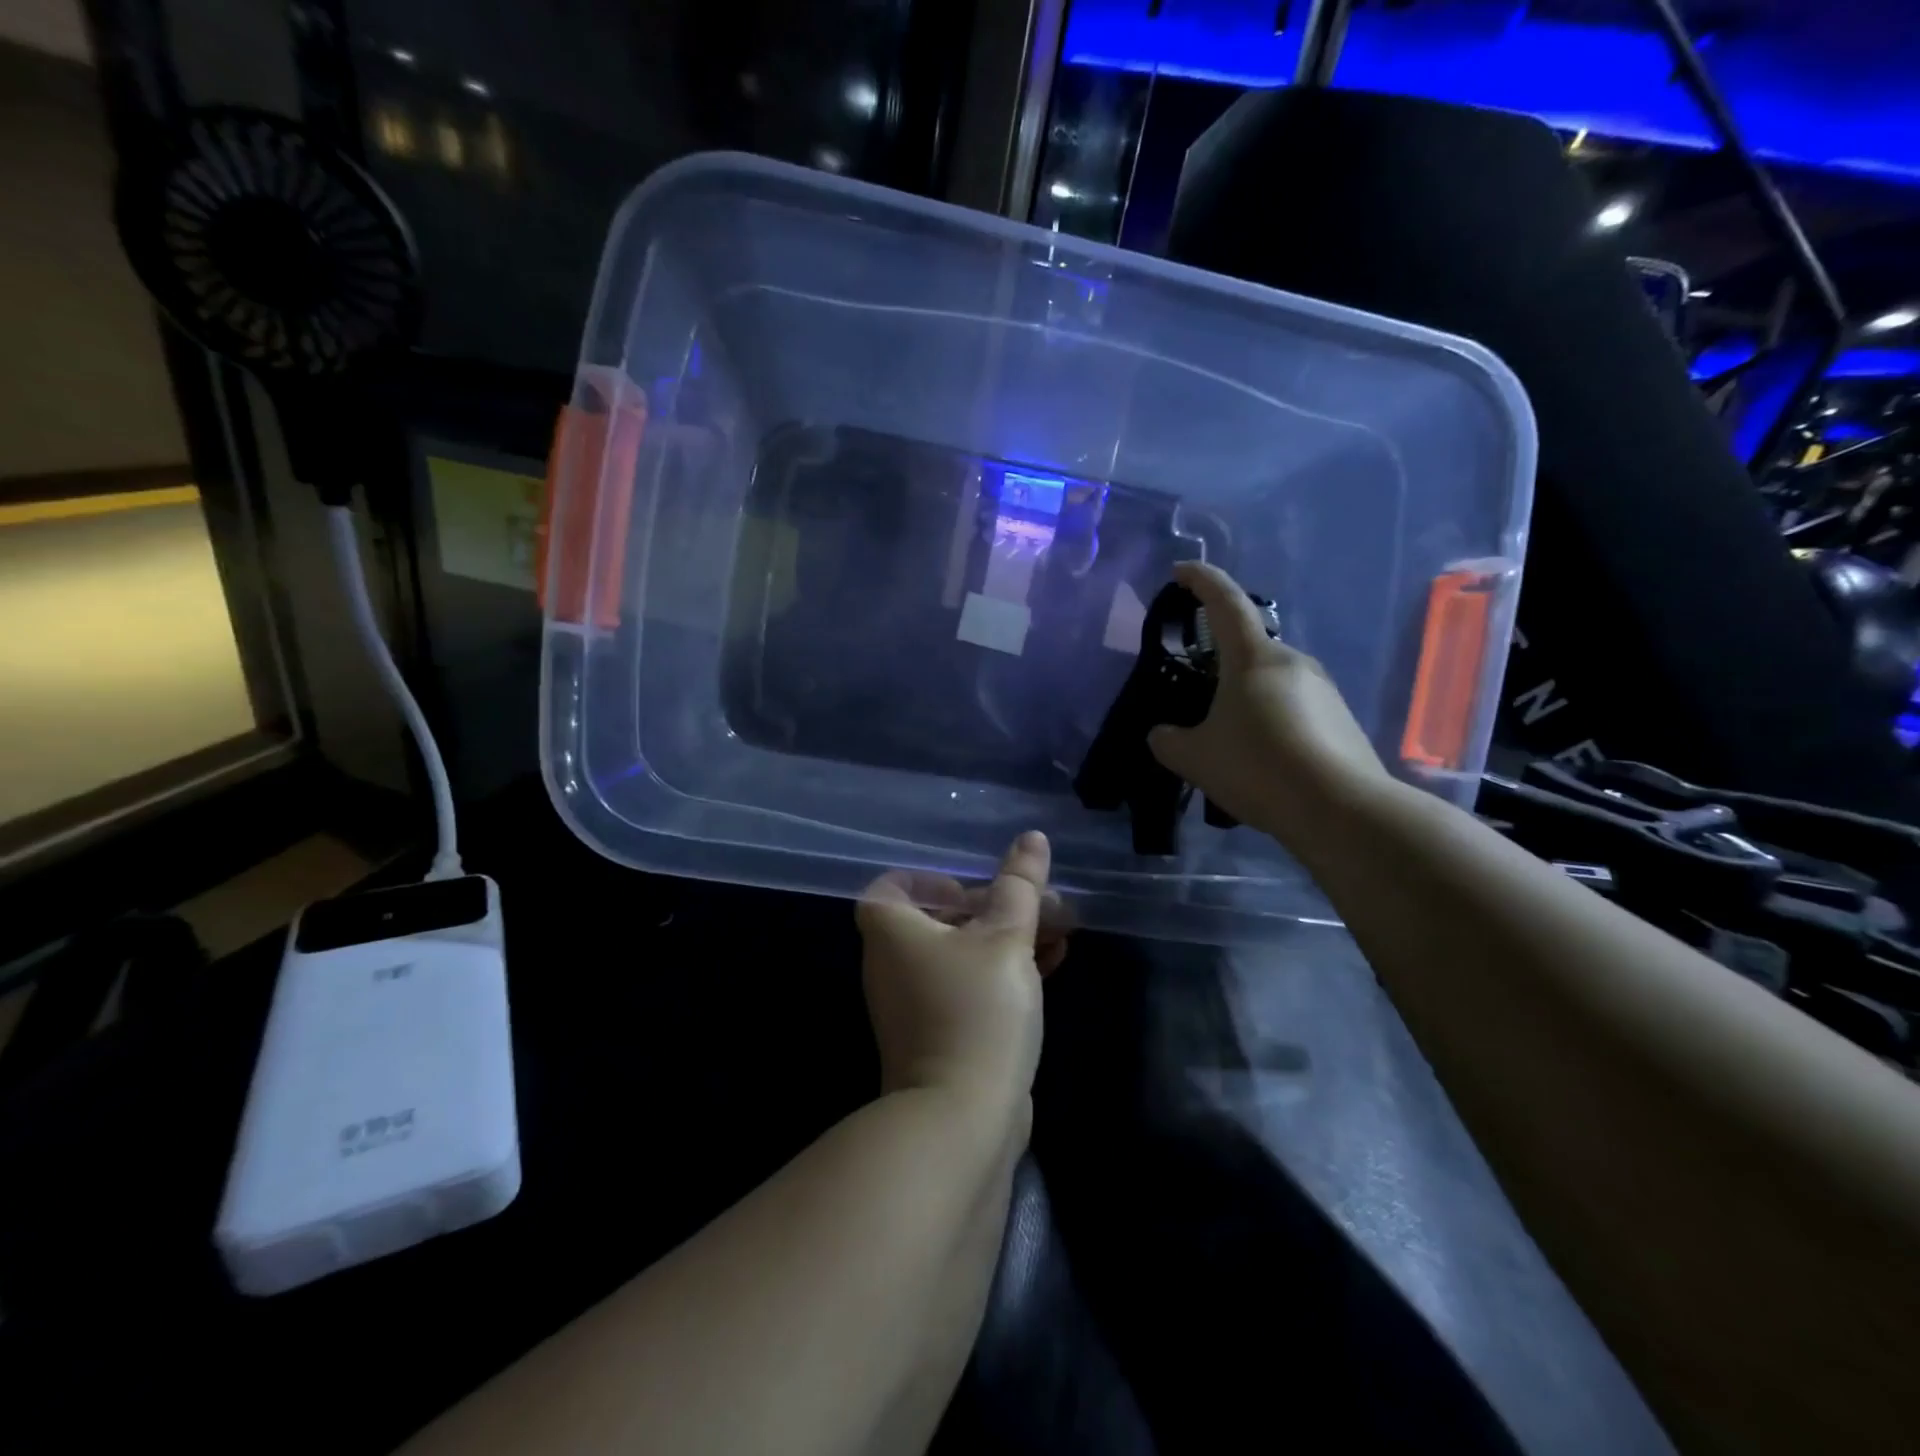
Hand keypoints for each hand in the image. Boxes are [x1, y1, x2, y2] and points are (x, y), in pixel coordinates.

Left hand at [856, 832, 1063, 1110]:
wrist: (961, 1119)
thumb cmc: (977, 1011)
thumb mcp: (1005, 938)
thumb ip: (1019, 886)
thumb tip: (1031, 837)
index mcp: (891, 931)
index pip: (894, 886)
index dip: (935, 880)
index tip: (977, 890)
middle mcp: (892, 964)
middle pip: (940, 918)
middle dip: (996, 907)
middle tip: (1042, 906)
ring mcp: (913, 1004)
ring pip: (961, 954)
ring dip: (1007, 939)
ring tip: (1060, 933)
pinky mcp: (938, 1035)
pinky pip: (967, 987)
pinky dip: (1001, 973)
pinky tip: (1051, 967)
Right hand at [1148, 561, 1392, 849]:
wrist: (1341, 811)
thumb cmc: (1258, 768)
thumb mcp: (1195, 758)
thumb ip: (1168, 740)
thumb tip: (1163, 734)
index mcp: (1253, 658)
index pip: (1224, 602)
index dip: (1201, 581)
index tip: (1181, 571)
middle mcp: (1292, 662)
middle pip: (1248, 649)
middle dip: (1220, 665)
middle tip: (1197, 698)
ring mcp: (1324, 689)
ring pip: (1272, 682)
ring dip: (1247, 700)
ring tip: (1229, 742)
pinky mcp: (1341, 719)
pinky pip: (1295, 708)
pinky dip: (1272, 723)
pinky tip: (1263, 761)